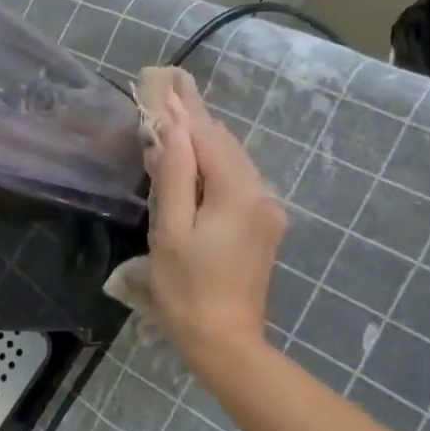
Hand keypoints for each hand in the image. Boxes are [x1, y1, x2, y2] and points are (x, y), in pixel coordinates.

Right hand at [144, 77, 286, 372]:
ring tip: (175, 124)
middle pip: (225, 147)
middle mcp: (261, 195)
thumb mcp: (170, 232)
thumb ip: (173, 176)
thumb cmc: (187, 290)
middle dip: (195, 124)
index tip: (162, 87)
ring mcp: (267, 213)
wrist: (225, 343)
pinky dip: (214, 170)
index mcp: (239, 193)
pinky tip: (194, 167)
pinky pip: (238, 185)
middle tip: (167, 96)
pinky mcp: (264, 228)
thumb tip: (171, 129)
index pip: (208, 138)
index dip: (182, 114)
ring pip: (233, 165)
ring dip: (204, 146)